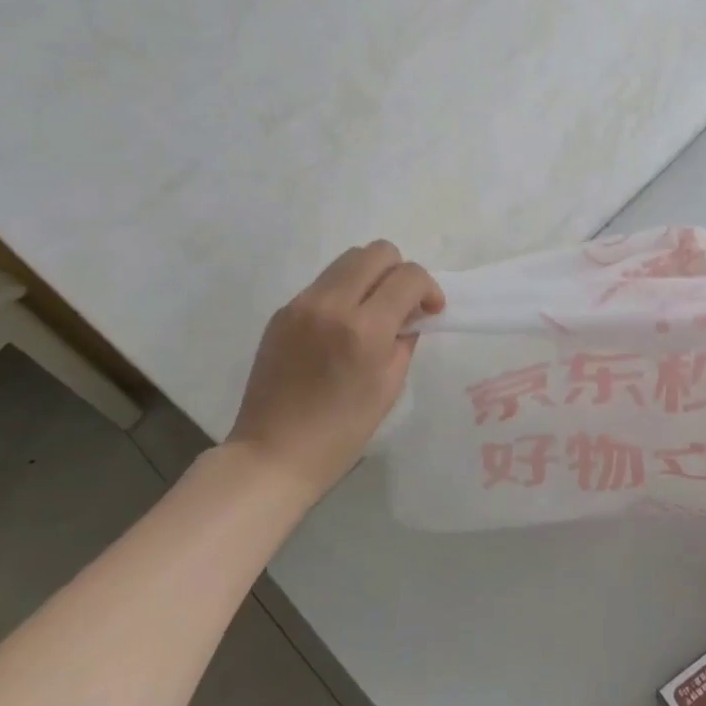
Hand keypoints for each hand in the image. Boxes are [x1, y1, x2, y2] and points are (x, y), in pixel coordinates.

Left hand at [228, 241, 443, 499]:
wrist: (274, 452)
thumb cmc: (342, 431)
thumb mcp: (390, 386)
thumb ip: (405, 339)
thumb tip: (410, 314)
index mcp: (365, 328)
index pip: (409, 277)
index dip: (429, 289)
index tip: (430, 311)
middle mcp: (332, 304)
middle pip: (377, 252)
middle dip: (400, 272)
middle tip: (403, 305)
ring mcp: (302, 304)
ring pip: (348, 260)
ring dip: (371, 277)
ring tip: (373, 311)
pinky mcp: (283, 311)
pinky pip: (324, 283)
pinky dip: (344, 292)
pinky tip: (342, 327)